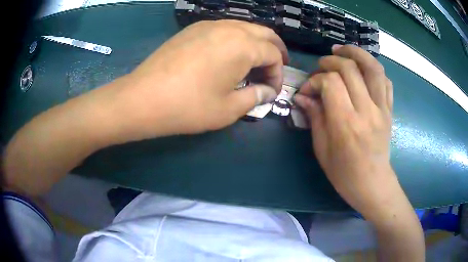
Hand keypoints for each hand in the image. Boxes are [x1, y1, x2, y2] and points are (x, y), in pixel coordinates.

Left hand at [102, 20, 287, 142]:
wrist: (144, 98)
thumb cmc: (189, 106)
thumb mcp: (229, 109)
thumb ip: (255, 97)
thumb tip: (268, 92)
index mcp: (243, 46)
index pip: (273, 55)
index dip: (278, 73)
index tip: (272, 91)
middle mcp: (229, 28)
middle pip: (263, 33)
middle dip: (275, 50)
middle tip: (277, 66)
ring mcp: (208, 25)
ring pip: (244, 27)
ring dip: (256, 42)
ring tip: (256, 60)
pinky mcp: (192, 29)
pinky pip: (224, 28)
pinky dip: (236, 39)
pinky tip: (230, 54)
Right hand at [295, 44, 395, 217]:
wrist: (372, 184)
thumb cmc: (344, 173)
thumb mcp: (322, 149)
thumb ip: (315, 117)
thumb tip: (303, 97)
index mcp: (346, 123)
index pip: (330, 83)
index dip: (315, 80)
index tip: (307, 90)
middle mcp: (367, 111)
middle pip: (350, 68)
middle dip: (331, 61)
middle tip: (321, 66)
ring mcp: (382, 109)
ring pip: (373, 67)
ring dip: (356, 53)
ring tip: (343, 50)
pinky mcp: (389, 110)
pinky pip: (386, 81)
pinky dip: (373, 69)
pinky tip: (363, 69)